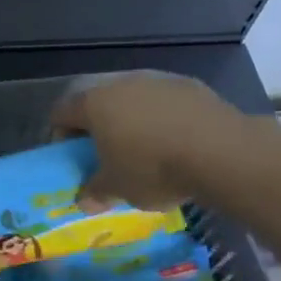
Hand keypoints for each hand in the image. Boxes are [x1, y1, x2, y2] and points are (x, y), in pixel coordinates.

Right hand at [52, 73, 254, 206]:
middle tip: (104, 152)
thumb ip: (95, 192)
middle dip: (96, 125)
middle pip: (96, 100)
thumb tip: (84, 201)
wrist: (221, 152)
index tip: (70, 158)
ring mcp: (156, 80)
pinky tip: (173, 141)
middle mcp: (120, 83)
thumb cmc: (153, 168)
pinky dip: (160, 117)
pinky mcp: (189, 85)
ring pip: (131, 98)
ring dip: (130, 118)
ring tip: (142, 147)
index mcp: (93, 104)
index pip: (61, 113)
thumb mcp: (117, 189)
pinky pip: (162, 101)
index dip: (59, 135)